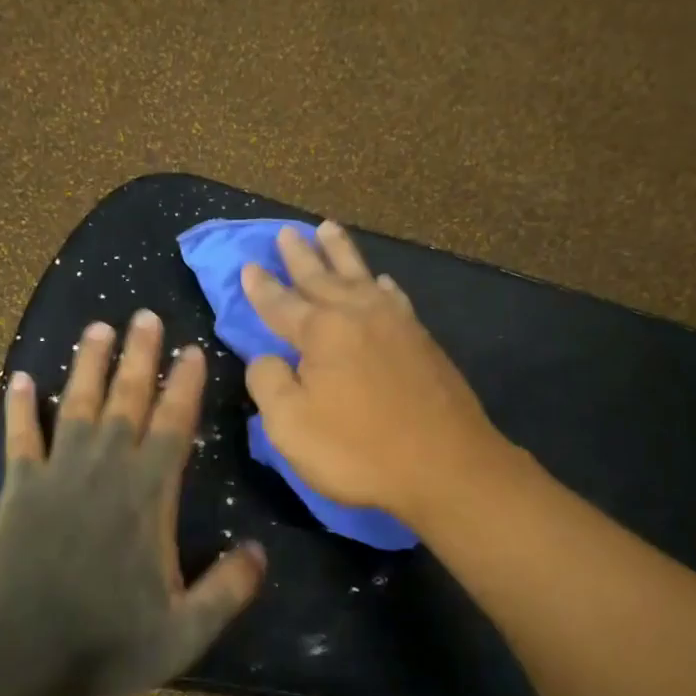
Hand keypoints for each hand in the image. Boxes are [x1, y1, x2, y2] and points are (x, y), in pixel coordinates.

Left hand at [0, 310, 265, 695]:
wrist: (23, 661)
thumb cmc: (110, 643)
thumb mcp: (187, 630)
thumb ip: (229, 589)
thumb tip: (259, 551)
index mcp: (148, 495)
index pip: (173, 425)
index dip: (185, 385)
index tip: (192, 350)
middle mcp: (105, 470)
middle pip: (127, 399)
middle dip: (139, 355)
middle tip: (145, 316)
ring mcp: (58, 474)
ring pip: (77, 404)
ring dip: (88, 364)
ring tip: (97, 327)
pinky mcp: (20, 489)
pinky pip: (20, 437)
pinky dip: (19, 407)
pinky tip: (19, 378)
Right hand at [240, 221, 505, 527]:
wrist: (446, 466)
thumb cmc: (359, 450)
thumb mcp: (291, 425)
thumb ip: (269, 383)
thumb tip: (266, 358)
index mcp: (322, 332)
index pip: (282, 303)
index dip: (262, 287)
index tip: (249, 266)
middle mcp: (359, 315)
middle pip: (322, 277)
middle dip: (301, 256)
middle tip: (286, 232)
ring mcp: (397, 325)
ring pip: (362, 276)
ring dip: (341, 254)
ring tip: (328, 230)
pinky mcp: (424, 343)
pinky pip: (396, 298)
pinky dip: (382, 285)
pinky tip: (383, 282)